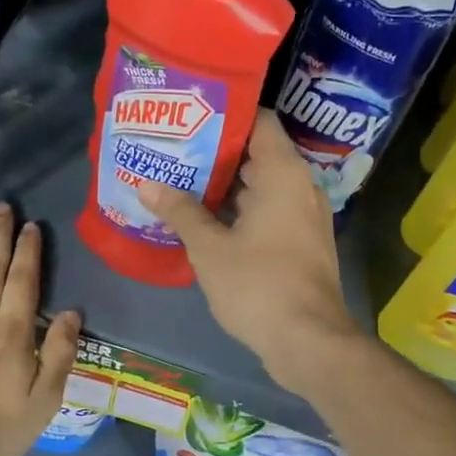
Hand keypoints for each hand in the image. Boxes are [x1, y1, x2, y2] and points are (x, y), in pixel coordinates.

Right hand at [140, 111, 360, 394]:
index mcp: (283, 174)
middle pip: (256, 154)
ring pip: (259, 187)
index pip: (259, 121)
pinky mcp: (299, 244)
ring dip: (223, 186)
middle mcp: (299, 187)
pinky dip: (237, 211)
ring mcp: (302, 217)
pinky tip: (201, 219)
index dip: (226, 113)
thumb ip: (180, 211)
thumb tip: (146, 184)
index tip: (190, 114)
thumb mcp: (210, 248)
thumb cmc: (258, 284)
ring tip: (178, 180)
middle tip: (172, 148)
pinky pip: (266, 212)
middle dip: (214, 152)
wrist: (308, 342)